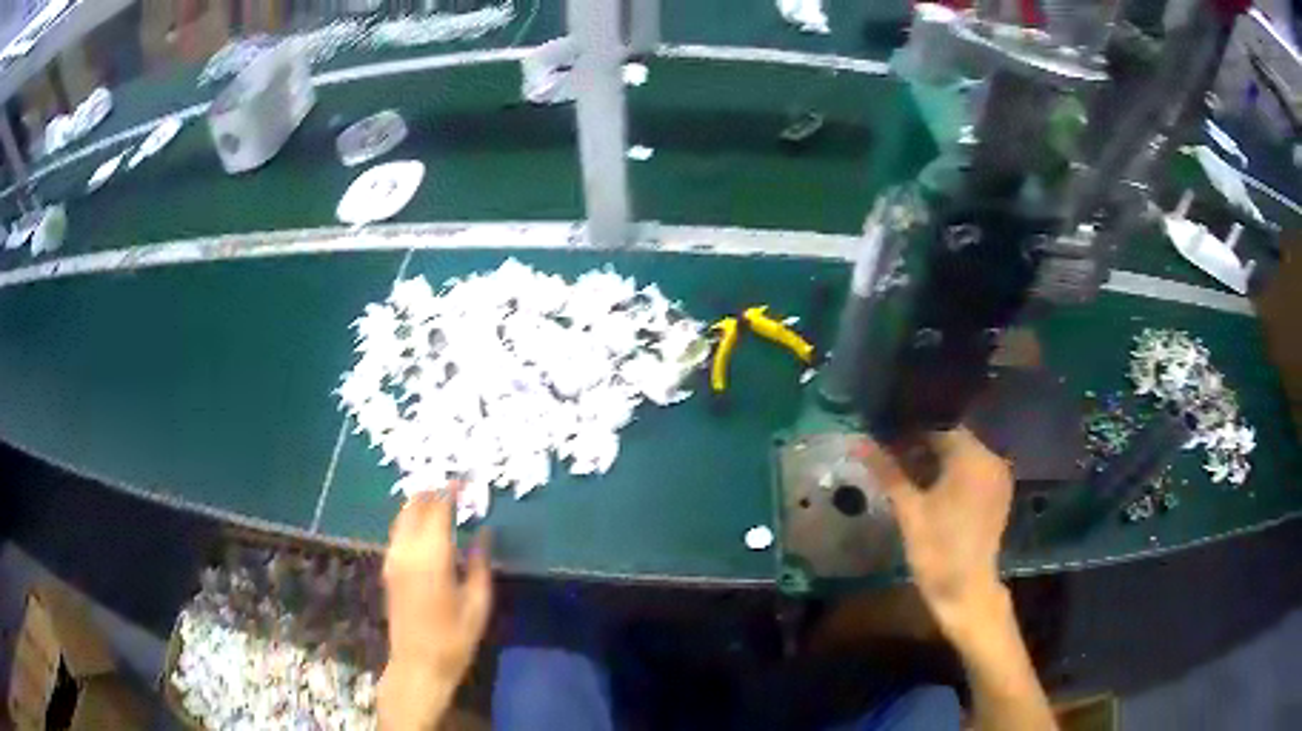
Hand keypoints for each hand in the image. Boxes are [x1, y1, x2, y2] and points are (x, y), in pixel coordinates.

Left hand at [378, 487, 491, 730]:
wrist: (418, 663)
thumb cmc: (454, 637)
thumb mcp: (478, 603)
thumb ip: (481, 563)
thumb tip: (484, 532)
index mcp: (432, 557)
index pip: (437, 511)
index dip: (450, 492)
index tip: (463, 481)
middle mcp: (407, 551)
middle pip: (414, 508)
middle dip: (432, 493)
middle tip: (452, 487)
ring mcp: (393, 559)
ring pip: (402, 518)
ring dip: (419, 504)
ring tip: (439, 500)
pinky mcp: (389, 569)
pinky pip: (398, 532)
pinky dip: (410, 520)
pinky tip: (424, 526)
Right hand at [857, 429, 1012, 638]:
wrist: (966, 591)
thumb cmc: (937, 549)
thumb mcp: (909, 510)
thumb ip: (887, 471)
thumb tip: (858, 442)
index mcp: (973, 457)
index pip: (939, 425)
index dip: (909, 429)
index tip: (883, 437)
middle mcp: (991, 459)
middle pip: (952, 439)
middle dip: (921, 444)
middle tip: (889, 454)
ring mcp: (997, 477)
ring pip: (962, 455)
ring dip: (935, 459)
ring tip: (904, 470)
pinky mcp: (997, 495)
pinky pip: (972, 471)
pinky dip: (951, 473)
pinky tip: (928, 486)